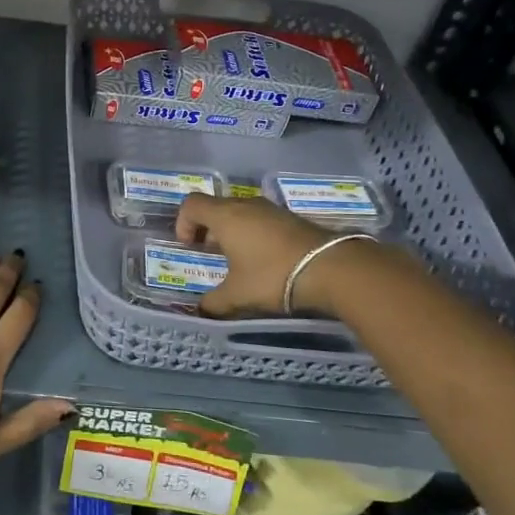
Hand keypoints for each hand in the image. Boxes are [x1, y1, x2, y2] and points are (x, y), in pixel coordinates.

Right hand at [174, 193, 337, 316]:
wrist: (331, 268)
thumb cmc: (273, 276)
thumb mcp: (238, 295)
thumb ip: (214, 302)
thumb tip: (201, 310)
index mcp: (225, 216)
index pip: (191, 204)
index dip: (183, 223)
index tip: (190, 247)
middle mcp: (245, 205)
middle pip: (214, 206)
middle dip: (206, 228)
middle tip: (210, 254)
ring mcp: (270, 209)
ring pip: (239, 212)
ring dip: (231, 231)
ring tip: (237, 259)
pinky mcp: (290, 218)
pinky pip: (260, 219)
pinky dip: (253, 233)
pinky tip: (264, 259)